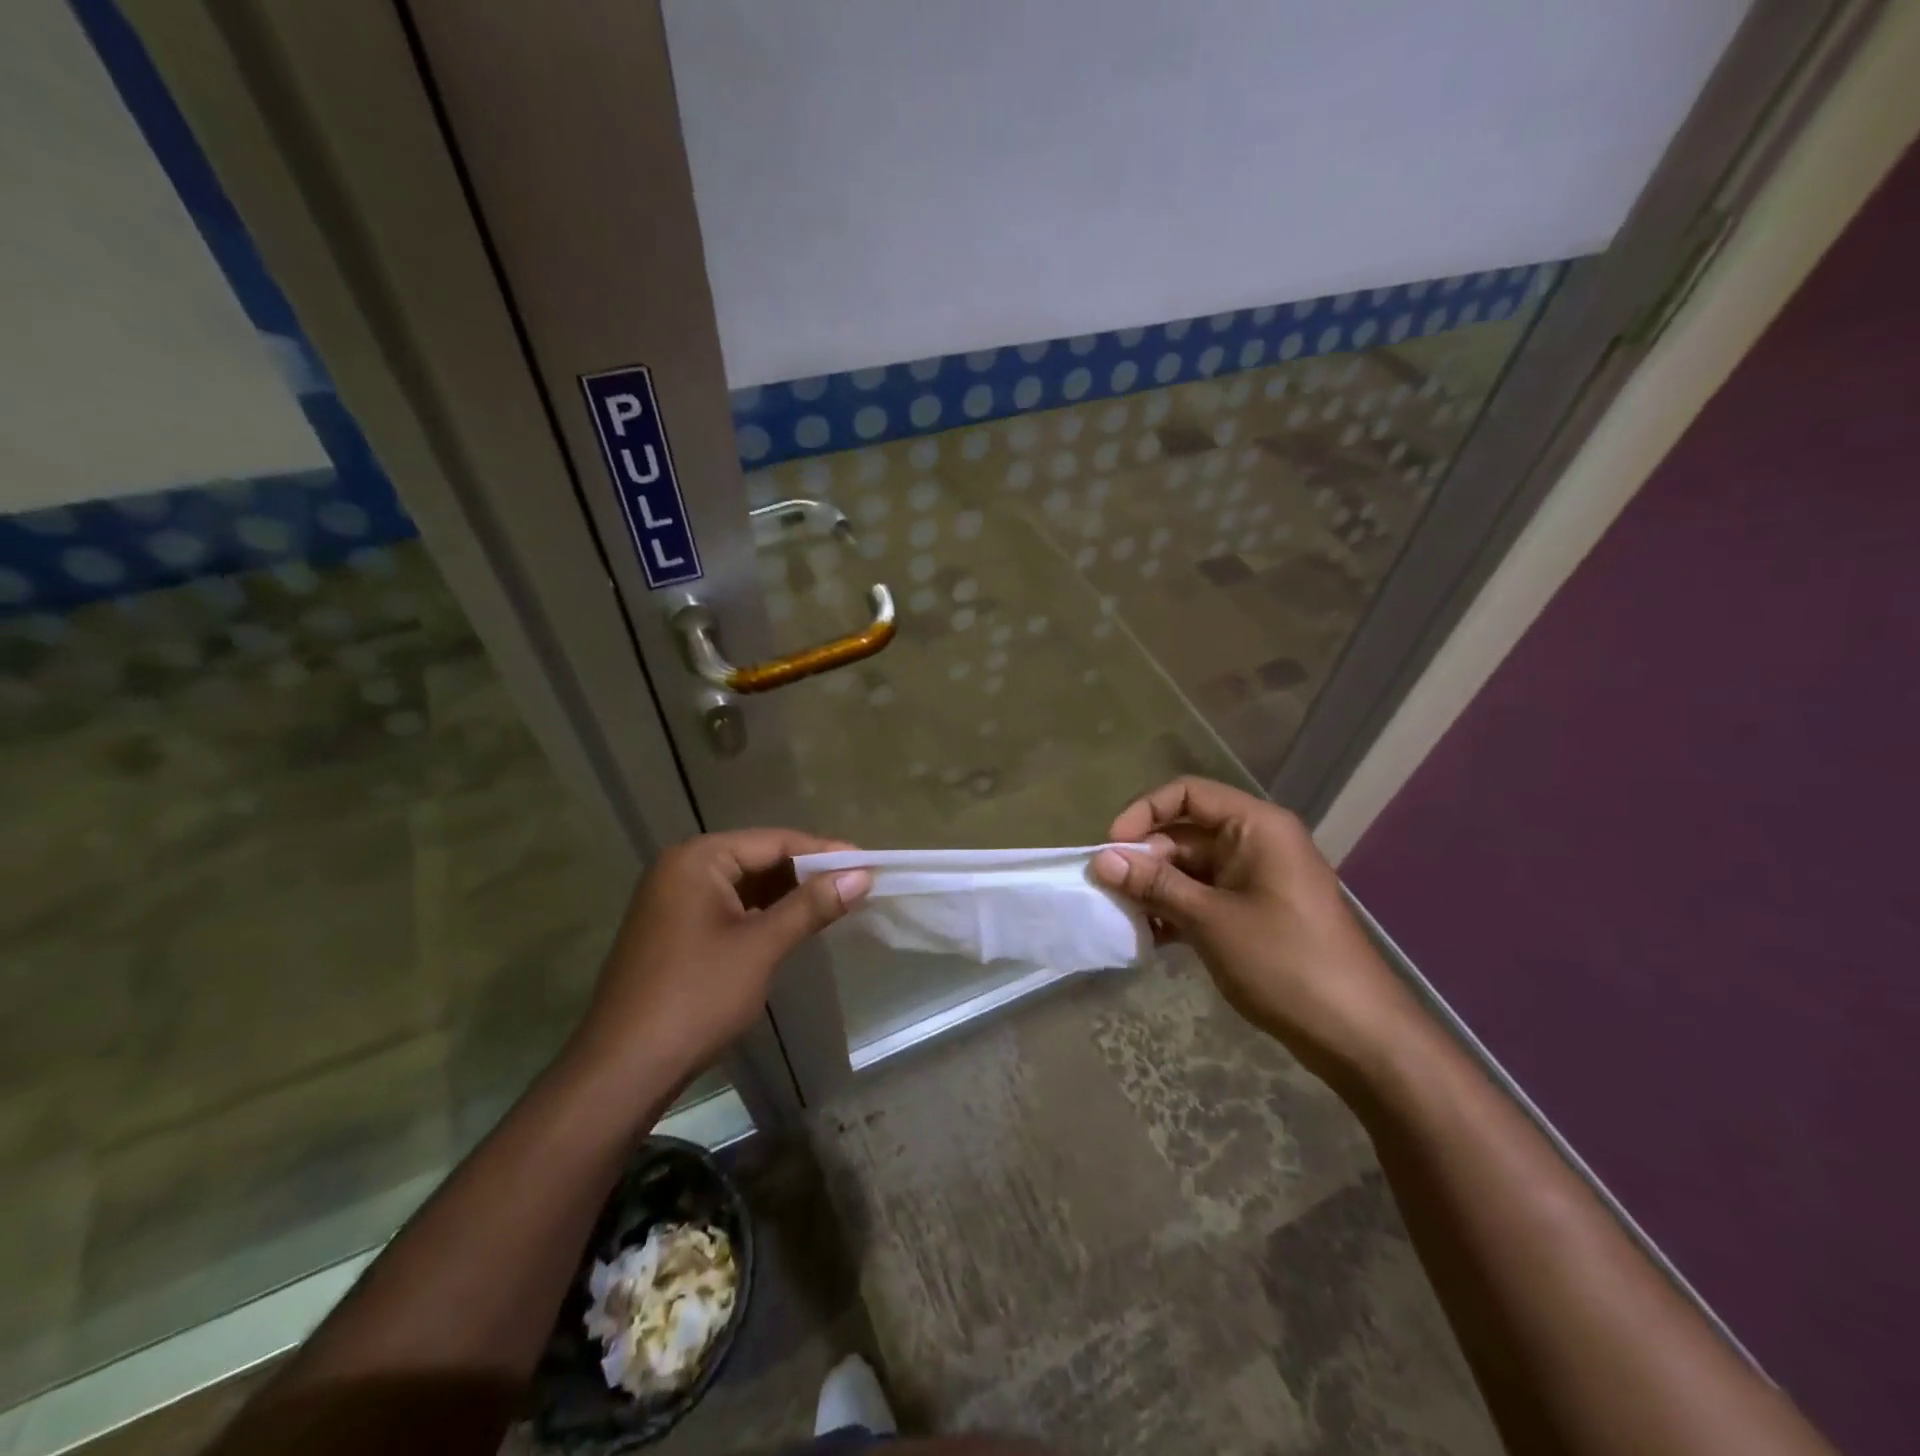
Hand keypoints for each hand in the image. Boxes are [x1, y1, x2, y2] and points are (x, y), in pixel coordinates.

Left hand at [567, 830, 871, 1091]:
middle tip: (859, 885)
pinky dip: (764, 915)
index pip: (774, 841)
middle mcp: (682, 868)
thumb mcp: (760, 947)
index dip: (825, 852)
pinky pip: (731, 908)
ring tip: (838, 903)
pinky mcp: (676, 931)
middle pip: (759, 858)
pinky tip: (796, 925)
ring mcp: (675, 900)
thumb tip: (862, 874)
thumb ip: (811, 905)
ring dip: (789, 896)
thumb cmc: (696, 997)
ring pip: (747, 885)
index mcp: (697, 859)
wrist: (624, 1070)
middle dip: (808, 874)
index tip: (869, 864)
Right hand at [1094, 777, 1423, 1084]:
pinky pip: (1204, 896)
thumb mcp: (1210, 919)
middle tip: (1107, 891)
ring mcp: (1256, 879)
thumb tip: (1101, 859)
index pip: (1188, 793)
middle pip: (1185, 832)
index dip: (1144, 811)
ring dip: (1155, 888)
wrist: (1356, 1033)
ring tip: (1122, 915)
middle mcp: (1255, 842)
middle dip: (1144, 858)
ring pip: (1190, 868)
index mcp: (1255, 826)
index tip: (1111, 847)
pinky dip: (1175, 910)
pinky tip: (1148, 936)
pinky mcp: (1254, 912)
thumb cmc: (1284, 962)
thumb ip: (1154, 884)